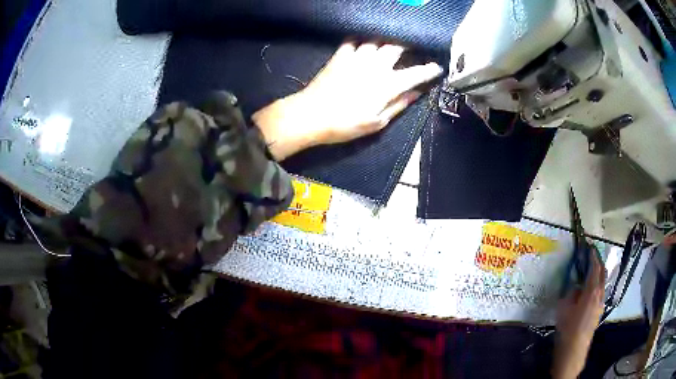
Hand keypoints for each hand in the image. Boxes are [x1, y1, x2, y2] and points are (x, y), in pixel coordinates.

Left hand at [252, 42, 442, 160]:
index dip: (430, 69)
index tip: (437, 68)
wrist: (311, 115)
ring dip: (385, 40)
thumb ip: (399, 105)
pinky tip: (363, 43)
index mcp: (388, 85)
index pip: (416, 73)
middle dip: (408, 45)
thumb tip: (417, 93)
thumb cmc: (346, 124)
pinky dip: (361, 40)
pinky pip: (354, 40)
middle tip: (411, 48)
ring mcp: (357, 58)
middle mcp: (375, 66)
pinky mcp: (340, 55)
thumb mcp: (377, 123)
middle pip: (397, 46)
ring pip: (376, 40)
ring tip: (389, 43)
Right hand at [552, 246, 605, 378]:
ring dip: (598, 274)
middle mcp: (600, 294)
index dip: (592, 255)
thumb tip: (576, 286)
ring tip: (590, 272)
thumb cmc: (568, 328)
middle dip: (598, 262)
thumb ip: (571, 293)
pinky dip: (596, 285)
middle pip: (602, 272)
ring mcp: (601, 303)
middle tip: (591, 255)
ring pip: (602, 283)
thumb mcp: (564, 308)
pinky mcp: (599, 311)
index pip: (594, 267)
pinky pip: (600, 292)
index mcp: (592, 290)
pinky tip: (588, 291)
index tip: (589, 246)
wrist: (574, 350)